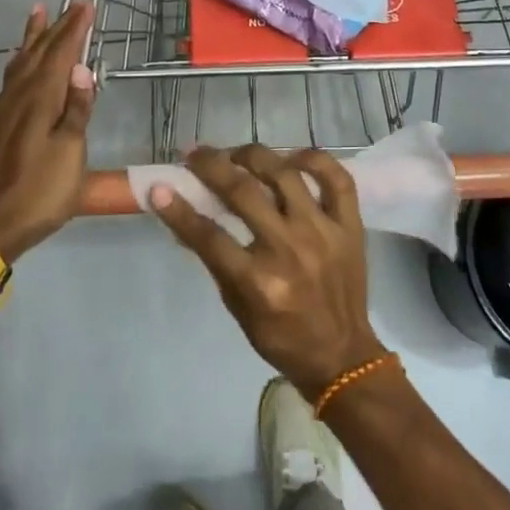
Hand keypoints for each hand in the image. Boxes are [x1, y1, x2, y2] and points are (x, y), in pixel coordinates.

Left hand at [0, 1, 95, 262]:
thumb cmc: (39, 191)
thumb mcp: (70, 154)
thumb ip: (77, 111)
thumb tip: (82, 67)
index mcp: (41, 100)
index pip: (61, 54)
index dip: (75, 29)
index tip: (88, 4)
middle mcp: (20, 95)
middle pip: (40, 52)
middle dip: (58, 26)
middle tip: (73, 3)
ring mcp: (4, 108)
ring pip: (22, 60)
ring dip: (33, 36)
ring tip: (39, 12)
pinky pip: (11, 75)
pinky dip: (19, 58)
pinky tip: (18, 59)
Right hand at [149, 144, 386, 400]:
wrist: (342, 356)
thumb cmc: (281, 336)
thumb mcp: (236, 307)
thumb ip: (214, 260)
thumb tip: (184, 216)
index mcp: (259, 282)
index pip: (209, 236)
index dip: (178, 210)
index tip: (159, 187)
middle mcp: (290, 250)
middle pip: (243, 192)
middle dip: (212, 166)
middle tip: (196, 154)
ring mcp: (324, 233)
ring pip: (285, 174)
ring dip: (254, 155)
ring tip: (237, 154)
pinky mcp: (350, 226)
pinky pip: (337, 179)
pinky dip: (315, 159)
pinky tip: (293, 157)